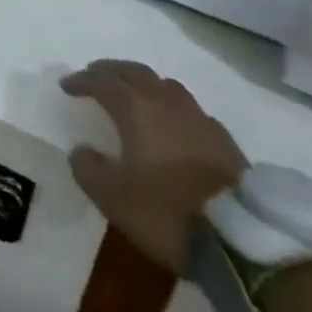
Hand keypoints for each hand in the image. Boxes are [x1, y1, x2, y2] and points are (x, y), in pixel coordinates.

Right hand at [59, 60, 246, 272]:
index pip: (102, 81)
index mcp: (135, 109)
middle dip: (112, 71)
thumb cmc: (168, 213)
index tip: (67, 86)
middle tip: (96, 75)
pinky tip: (174, 126)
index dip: (81, 80)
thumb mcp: (114, 199)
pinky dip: (173, 108)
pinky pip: (191, 110)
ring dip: (144, 84)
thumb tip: (81, 151)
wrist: (244, 241)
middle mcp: (166, 102)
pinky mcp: (225, 140)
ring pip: (165, 85)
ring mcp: (199, 119)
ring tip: (135, 96)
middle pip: (134, 72)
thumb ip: (89, 169)